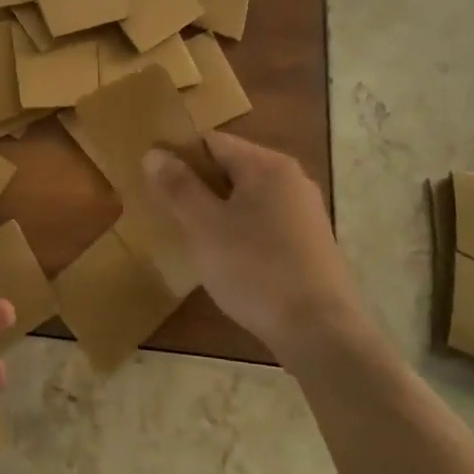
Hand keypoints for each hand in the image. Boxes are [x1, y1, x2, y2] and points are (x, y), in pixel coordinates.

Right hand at [142, 133, 365, 364]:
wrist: (320, 331)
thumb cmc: (255, 270)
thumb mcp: (204, 226)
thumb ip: (178, 186)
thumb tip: (154, 152)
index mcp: (267, 165)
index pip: (211, 141)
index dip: (178, 156)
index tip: (154, 183)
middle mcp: (291, 179)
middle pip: (230, 167)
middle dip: (197, 185)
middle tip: (168, 212)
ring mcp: (305, 211)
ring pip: (247, 197)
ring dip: (218, 210)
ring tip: (192, 237)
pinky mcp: (310, 242)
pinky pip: (265, 222)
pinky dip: (241, 230)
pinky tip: (227, 259)